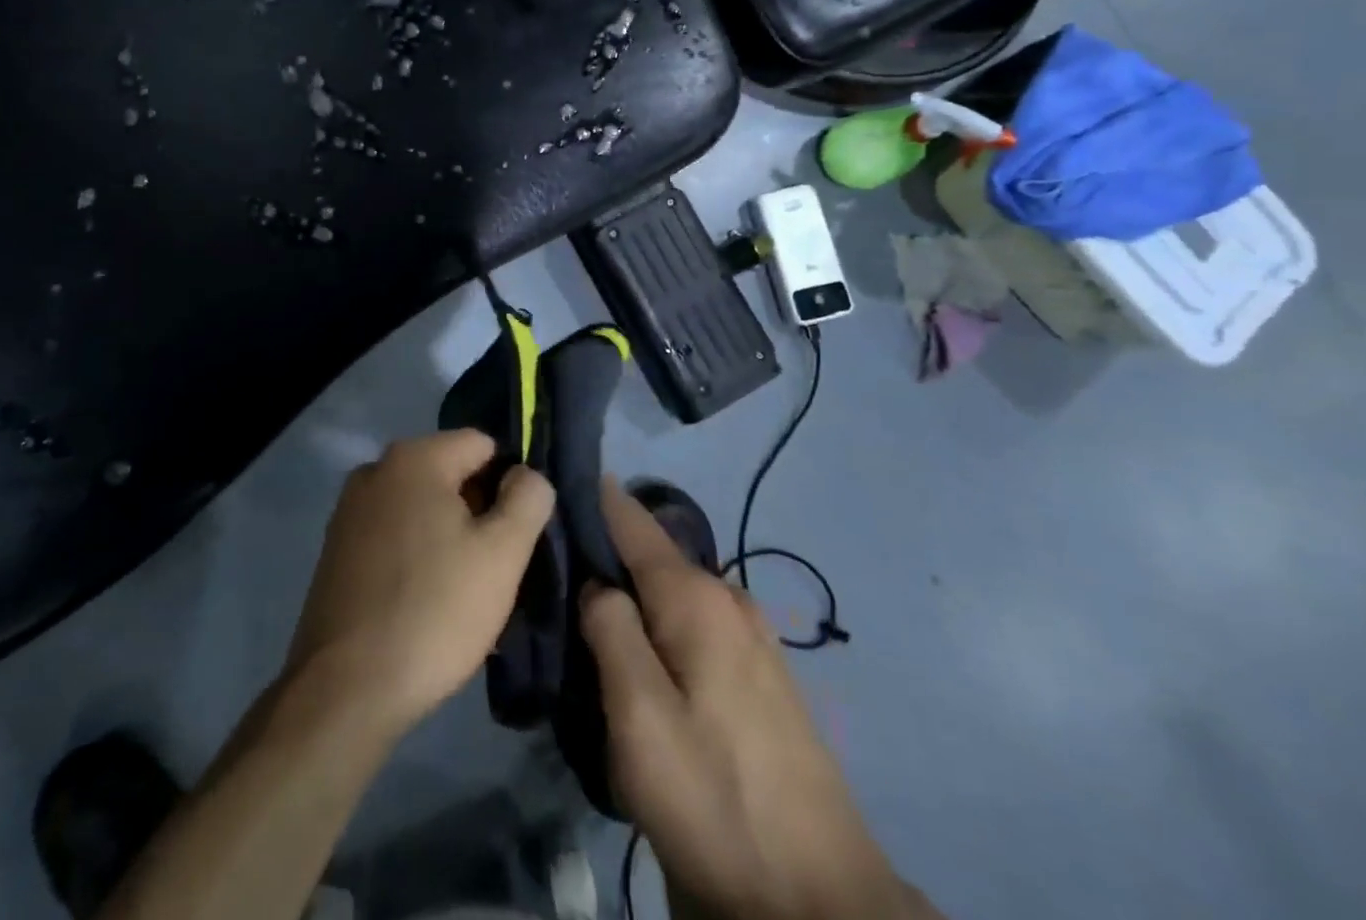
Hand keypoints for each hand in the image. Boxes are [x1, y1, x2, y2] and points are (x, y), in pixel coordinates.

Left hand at [284, 429, 554, 738]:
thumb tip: (526, 474)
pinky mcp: (337, 546)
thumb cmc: (435, 611)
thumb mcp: (503, 554)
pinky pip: (394, 533)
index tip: (519, 534)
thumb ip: (528, 499)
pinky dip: (416, 553)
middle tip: (496, 568)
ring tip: (465, 591)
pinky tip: (427, 600)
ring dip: (449, 536)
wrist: (347, 687)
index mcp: (415, 457)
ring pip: (422, 507)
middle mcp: (376, 468)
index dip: (510, 484)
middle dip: (478, 511)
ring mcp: (350, 508)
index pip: (483, 445)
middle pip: (450, 473)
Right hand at [583, 480, 908, 919]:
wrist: (820, 903)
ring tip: (587, 613)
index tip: (546, 488)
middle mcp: (728, 599)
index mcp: (696, 596)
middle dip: (604, 552)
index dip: (589, 495)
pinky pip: (695, 624)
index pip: (630, 518)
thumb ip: (609, 630)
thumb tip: (596, 583)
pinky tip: (642, 655)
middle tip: (552, 571)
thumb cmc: (715, 799)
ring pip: (672, 592)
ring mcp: (753, 637)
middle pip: (650, 554)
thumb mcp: (639, 716)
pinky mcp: (762, 676)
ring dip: (632, 593)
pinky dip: (660, 622)